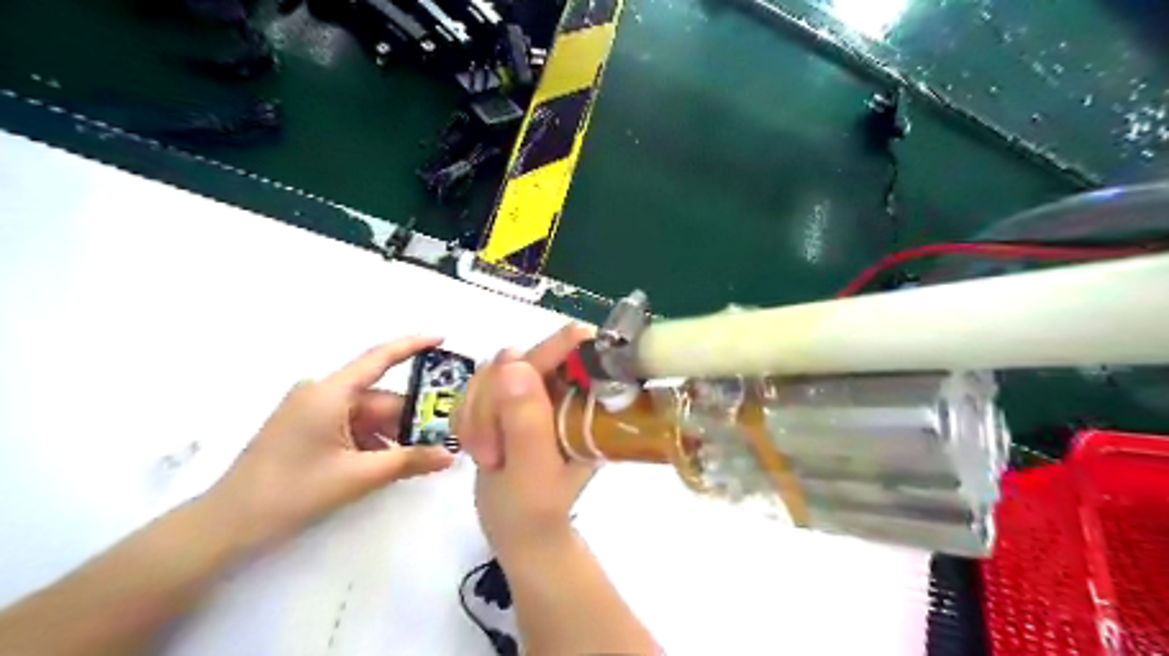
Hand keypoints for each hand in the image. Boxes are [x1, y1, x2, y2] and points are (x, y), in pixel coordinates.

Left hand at [202, 336, 452, 550]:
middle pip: (379, 397)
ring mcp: (311, 410)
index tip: (442, 338)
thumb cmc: (292, 492)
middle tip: (443, 435)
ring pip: (367, 415)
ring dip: (392, 434)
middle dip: (410, 417)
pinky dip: (372, 441)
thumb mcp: (358, 476)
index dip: (413, 346)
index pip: (379, 359)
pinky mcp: (306, 427)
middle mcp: (321, 393)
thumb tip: (450, 456)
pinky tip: (387, 462)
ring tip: (420, 456)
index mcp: (330, 393)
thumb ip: (408, 461)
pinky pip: (351, 425)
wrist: (227, 525)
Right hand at [454, 325, 596, 565]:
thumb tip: (515, 362)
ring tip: (487, 456)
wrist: (516, 528)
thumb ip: (526, 420)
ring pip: (492, 372)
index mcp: (585, 400)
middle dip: (494, 402)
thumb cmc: (535, 507)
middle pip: (520, 358)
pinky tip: (475, 446)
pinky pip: (474, 387)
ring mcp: (532, 390)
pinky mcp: (506, 398)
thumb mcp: (534, 470)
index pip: (576, 350)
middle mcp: (561, 387)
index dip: (548, 352)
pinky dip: (467, 416)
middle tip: (491, 451)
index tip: (513, 378)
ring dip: (478, 414)